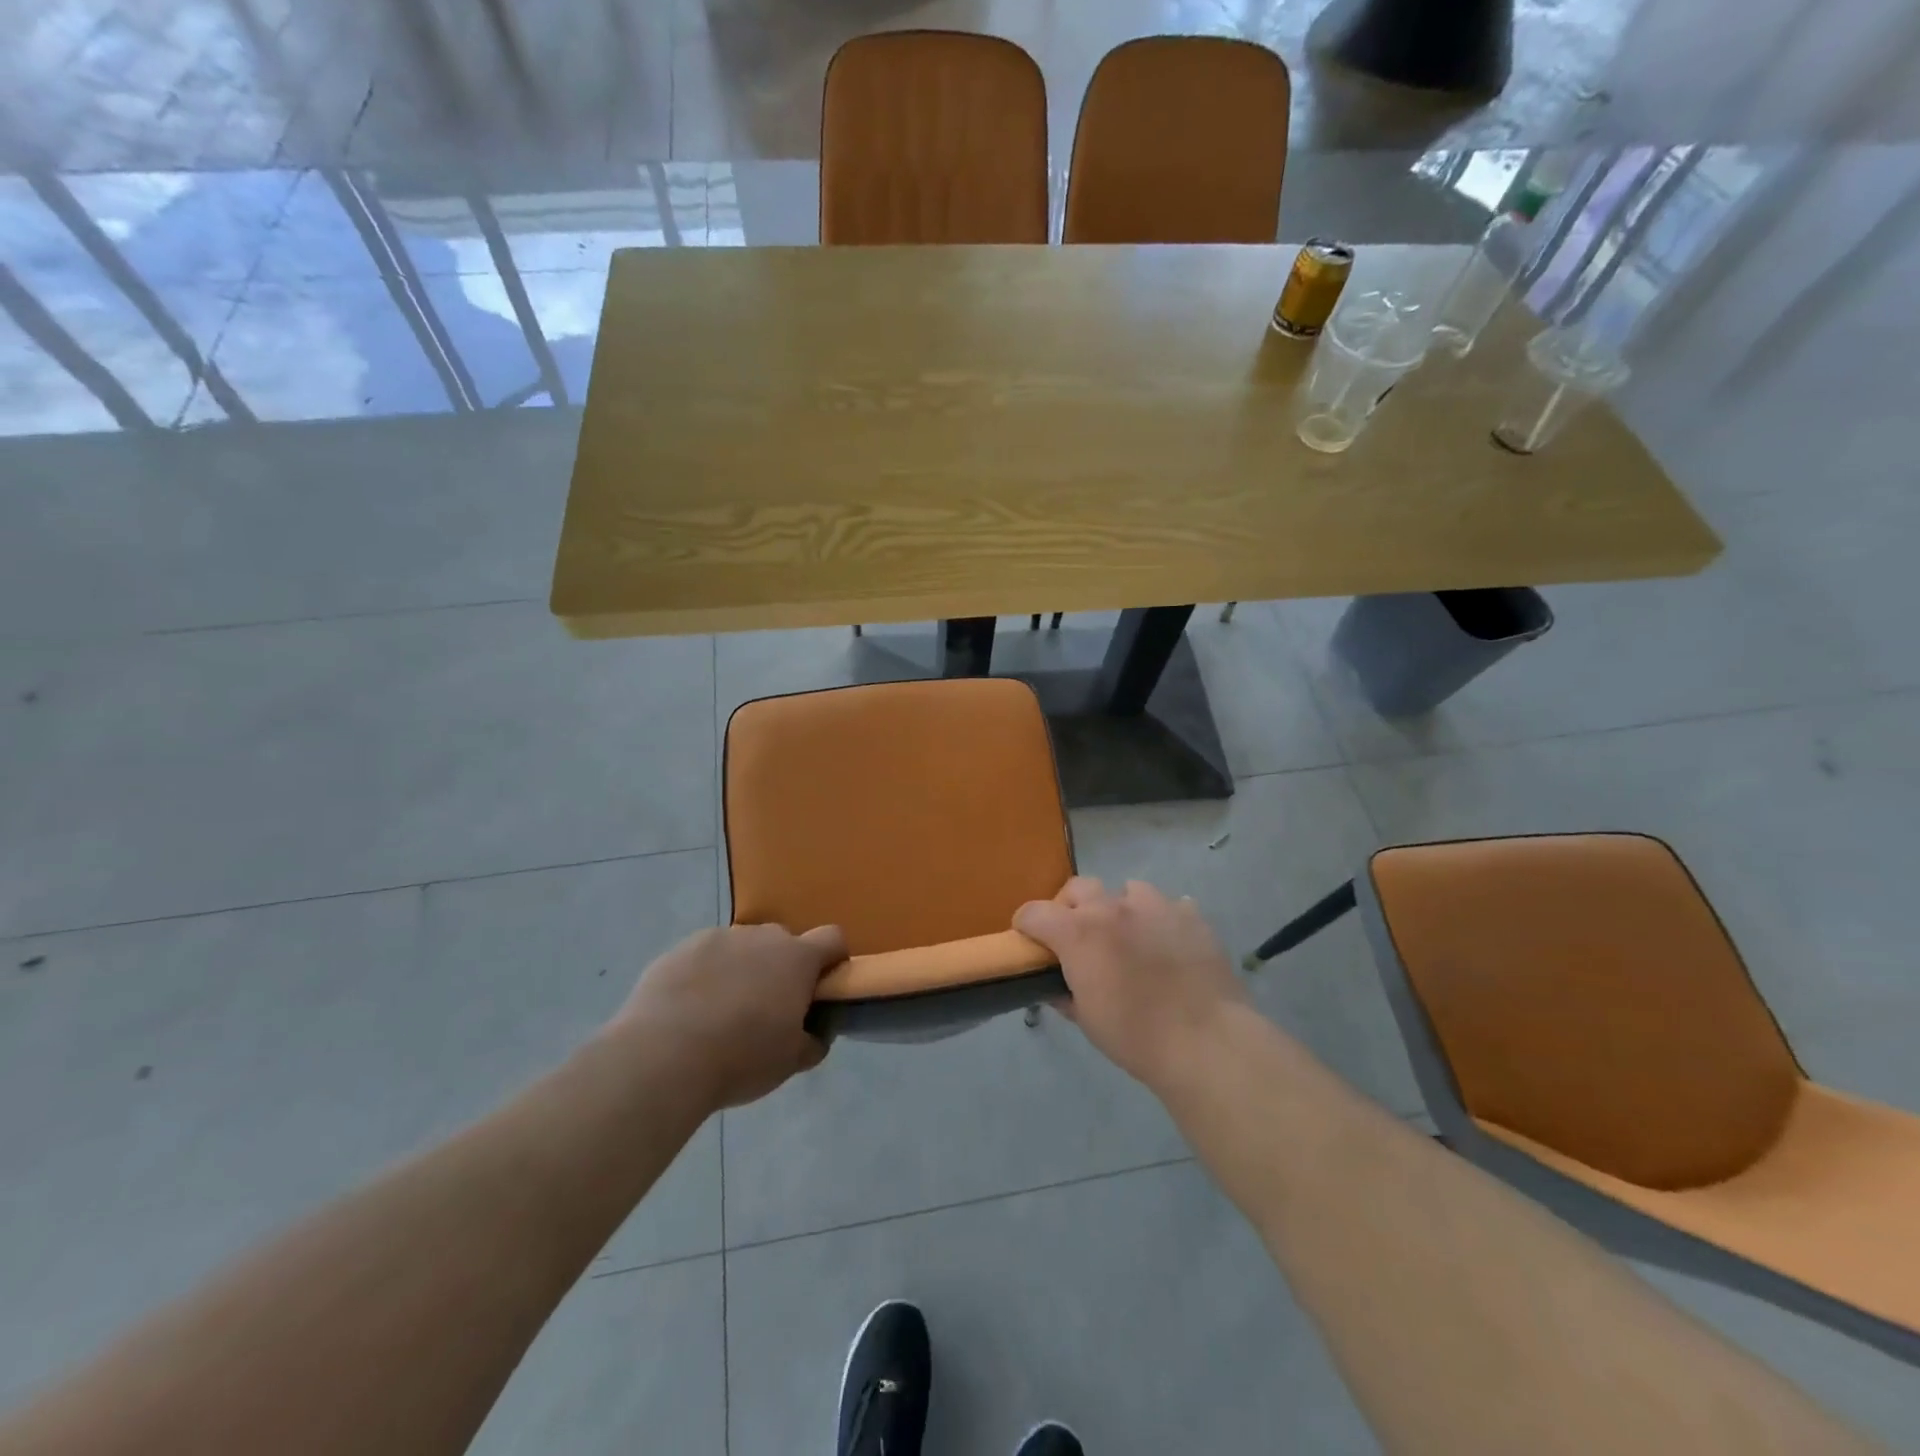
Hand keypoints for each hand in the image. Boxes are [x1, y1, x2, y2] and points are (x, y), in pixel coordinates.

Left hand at [608, 923, 846, 1110]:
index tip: (821, 989)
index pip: (833, 939)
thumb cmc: (741, 1058)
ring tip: (720, 1013)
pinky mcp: (679, 949)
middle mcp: (761, 937)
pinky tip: (688, 1012)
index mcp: (797, 958)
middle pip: (783, 942)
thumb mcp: (790, 1062)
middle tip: (767, 1010)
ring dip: (741, 969)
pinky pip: (703, 957)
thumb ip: (812, 1041)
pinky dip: (704, 976)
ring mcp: (718, 938)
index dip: (833, 960)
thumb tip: (814, 1033)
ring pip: (741, 948)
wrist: (662, 1057)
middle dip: (781, 968)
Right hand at [1014, 877, 1249, 1088]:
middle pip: (1078, 887)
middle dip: (1071, 906)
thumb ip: (1064, 994)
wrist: (1206, 1042)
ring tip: (1130, 937)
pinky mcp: (1191, 916)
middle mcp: (1113, 908)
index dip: (1026, 924)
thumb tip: (1055, 985)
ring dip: (1121, 908)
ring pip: (1128, 889)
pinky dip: (1163, 921)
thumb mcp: (1087, 1020)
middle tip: (1078, 936)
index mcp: (1079, 933)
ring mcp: (1155, 906)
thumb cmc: (1135, 1037)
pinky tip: (1170, 945)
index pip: (1035, 912)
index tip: (1028, 938)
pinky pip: (1171, 906)